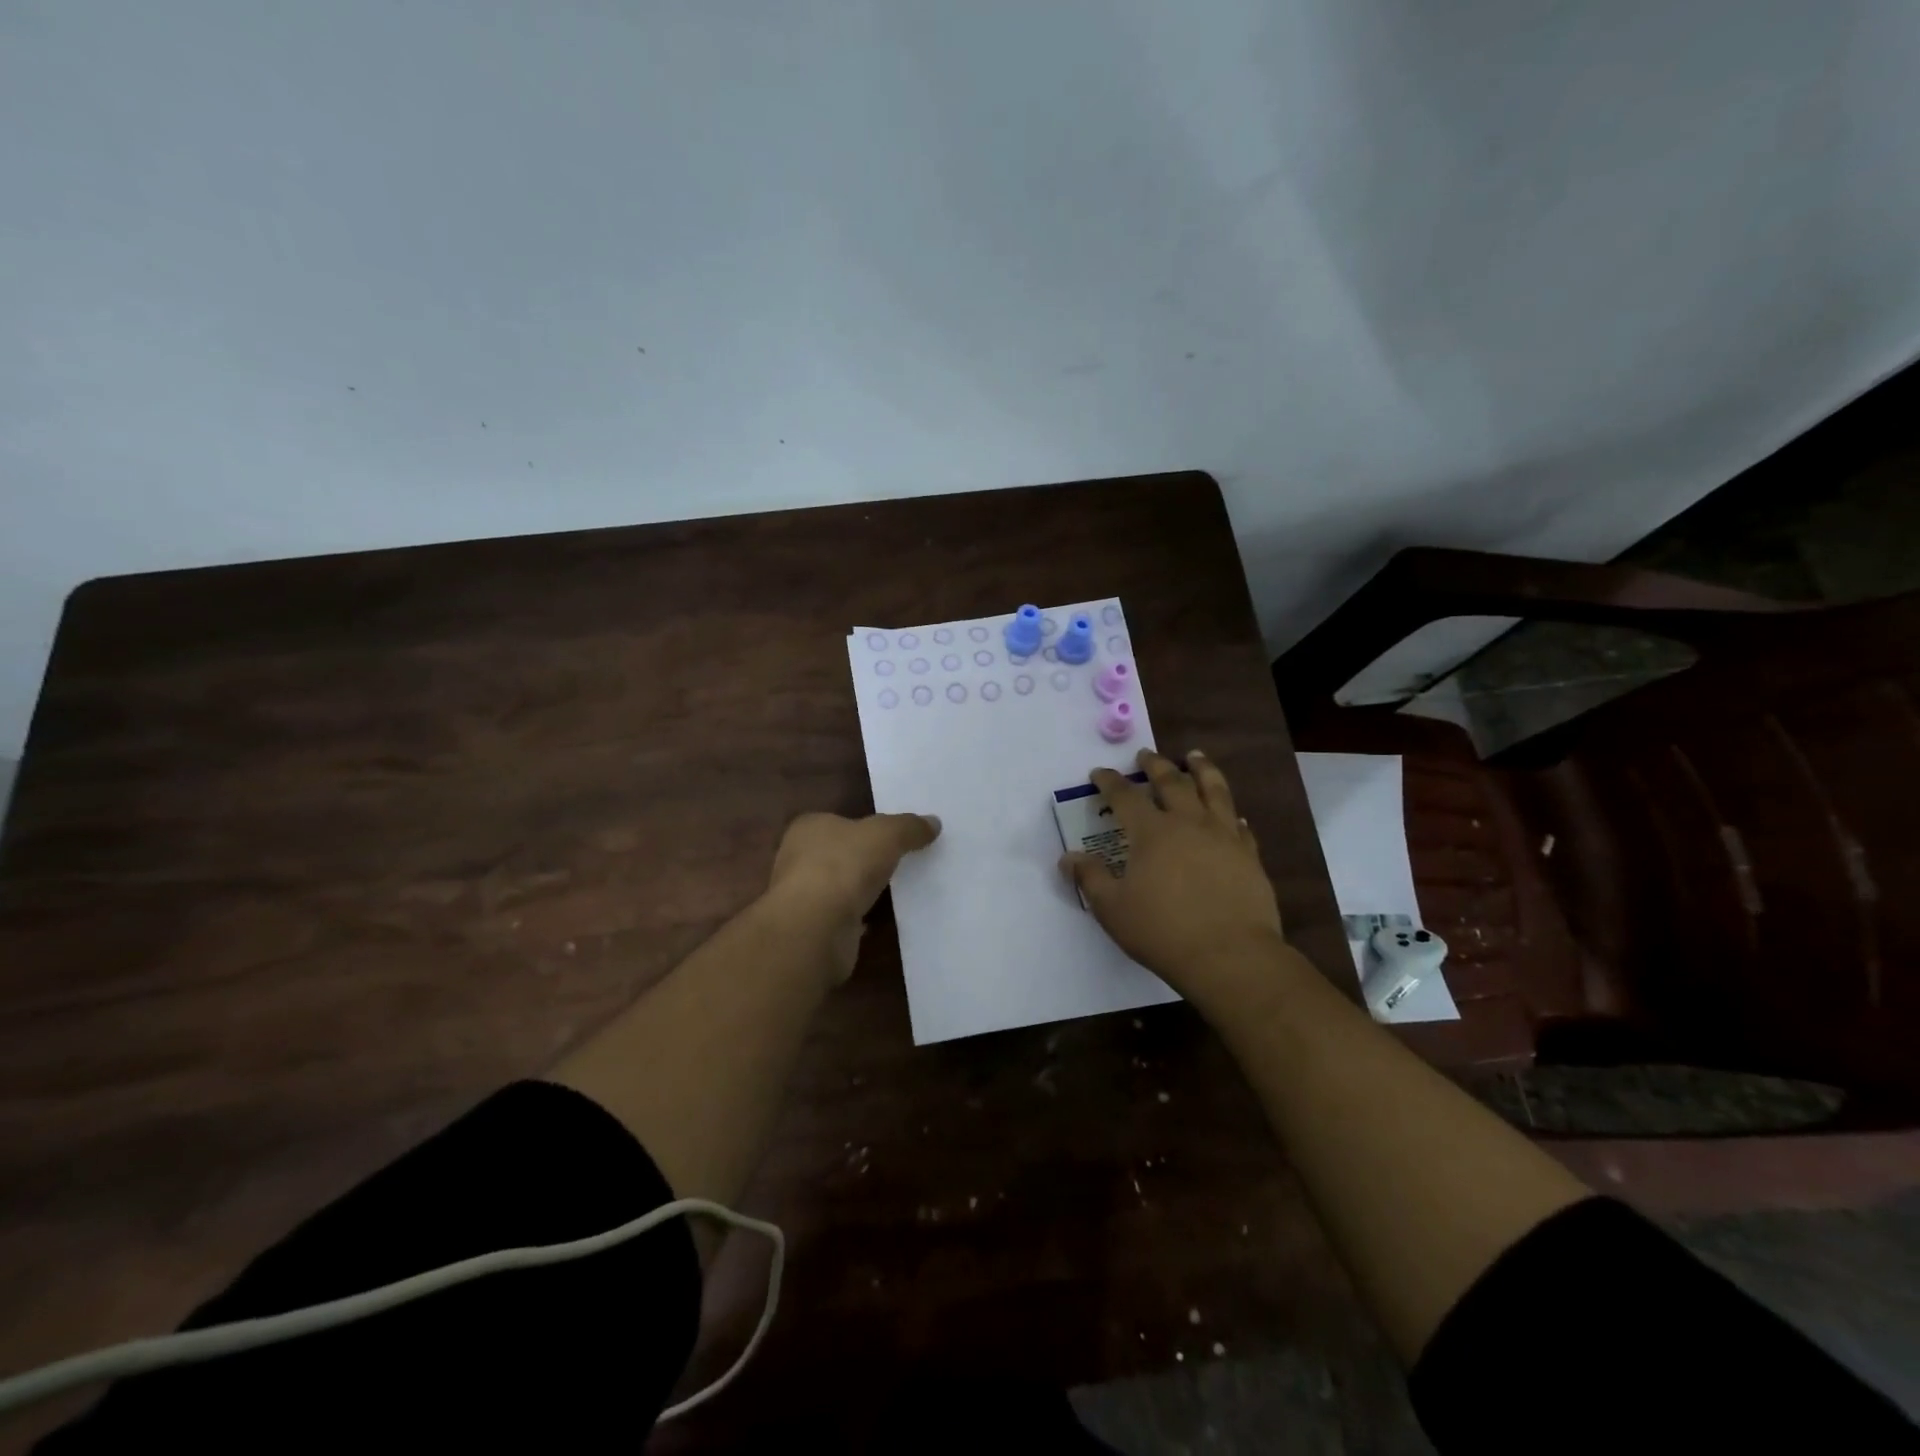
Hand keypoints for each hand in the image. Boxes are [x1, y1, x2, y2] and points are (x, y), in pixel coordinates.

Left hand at [765, 811, 940, 980]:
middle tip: (898, 862)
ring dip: (860, 890)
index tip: (890, 836)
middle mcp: (798, 858)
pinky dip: (857, 918)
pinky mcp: (811, 928)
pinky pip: (841, 917)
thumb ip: (909, 827)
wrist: (815, 927)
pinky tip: (879, 920)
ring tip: (895, 891)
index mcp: (809, 828)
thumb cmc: (844, 866)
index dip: (863, 827)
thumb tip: (933, 822)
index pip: (838, 821)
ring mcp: (802, 896)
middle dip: (863, 859)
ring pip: (839, 887)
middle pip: (838, 853)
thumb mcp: (886, 835)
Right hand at [1061, 749, 1283, 1001]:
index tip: (1099, 773)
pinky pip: (1240, 826)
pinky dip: (1232, 814)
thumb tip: (1067, 858)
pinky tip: (1234, 815)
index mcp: (1151, 832)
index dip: (1109, 782)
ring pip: (1213, 791)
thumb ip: (1090, 878)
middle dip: (1155, 765)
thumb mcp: (1112, 908)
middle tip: (1146, 755)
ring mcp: (1223, 836)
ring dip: (1202, 770)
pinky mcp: (1249, 856)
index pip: (1125, 796)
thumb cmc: (1162, 931)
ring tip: (1196, 757)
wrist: (1230, 956)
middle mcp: (1188, 823)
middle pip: (1171, 782)